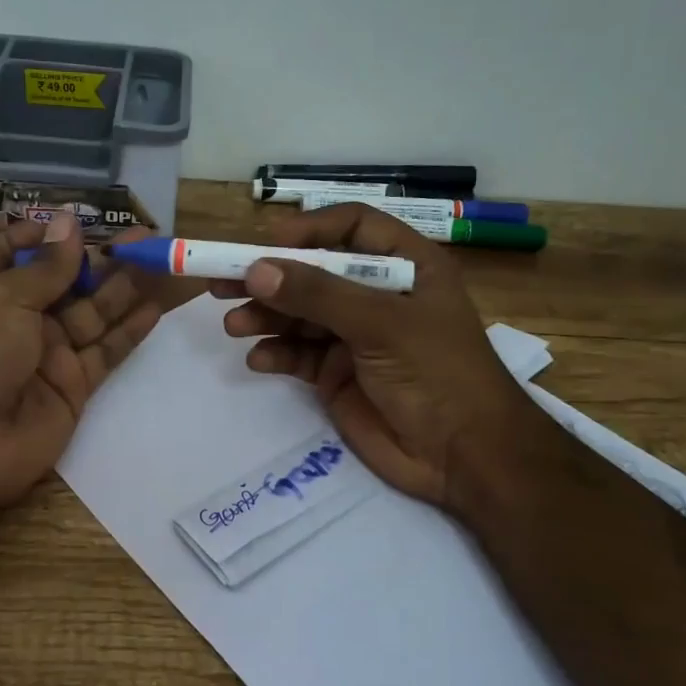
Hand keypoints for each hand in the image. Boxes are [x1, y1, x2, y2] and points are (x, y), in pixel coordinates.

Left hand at [0, 215, 166, 521]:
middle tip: (146, 238)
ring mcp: (46, 355)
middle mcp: (16, 318)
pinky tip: (154, 308)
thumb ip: (47, 267)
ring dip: (124, 289)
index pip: (12, 252)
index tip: (79, 222)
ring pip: (93, 315)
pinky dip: (129, 332)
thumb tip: (68, 222)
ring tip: (161, 261)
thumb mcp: (3, 297)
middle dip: (102, 260)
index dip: (43, 237)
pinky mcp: (71, 388)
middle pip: (65, 282)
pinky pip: (105, 354)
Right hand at [213, 202, 549, 508]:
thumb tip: (256, 270)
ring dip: (265, 317)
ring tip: (234, 325)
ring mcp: (355, 336)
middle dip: (270, 277)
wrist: (465, 457)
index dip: (309, 231)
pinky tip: (258, 360)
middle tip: (221, 282)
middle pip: (314, 272)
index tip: (266, 246)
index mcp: (405, 266)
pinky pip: (298, 355)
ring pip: (299, 314)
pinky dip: (275, 353)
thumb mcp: (382, 324)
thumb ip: (317, 295)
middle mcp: (377, 294)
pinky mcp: (338, 374)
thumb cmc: (438, 373)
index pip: (351, 228)